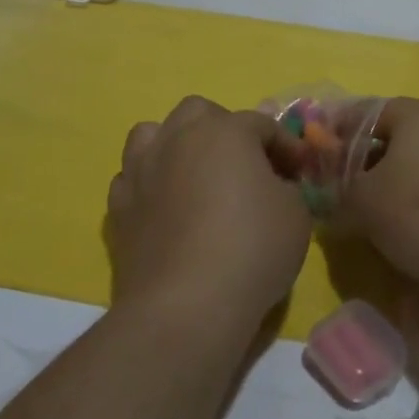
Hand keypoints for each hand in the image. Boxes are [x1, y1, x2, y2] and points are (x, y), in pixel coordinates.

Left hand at [105, 96, 313, 335]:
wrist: (185, 305)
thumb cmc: (251, 250)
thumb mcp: (296, 215)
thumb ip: (287, 187)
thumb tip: (274, 185)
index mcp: (225, 131)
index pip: (261, 124)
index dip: (285, 146)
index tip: (300, 171)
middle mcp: (178, 137)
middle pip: (199, 113)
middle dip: (223, 130)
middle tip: (244, 165)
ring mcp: (142, 169)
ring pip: (153, 134)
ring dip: (175, 145)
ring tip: (193, 174)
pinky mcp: (118, 206)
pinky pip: (133, 177)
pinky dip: (150, 184)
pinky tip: (165, 207)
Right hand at [335, 98, 418, 295]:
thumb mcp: (363, 202)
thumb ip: (340, 189)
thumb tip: (335, 191)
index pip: (370, 111)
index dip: (342, 131)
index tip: (323, 154)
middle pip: (402, 136)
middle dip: (373, 159)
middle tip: (350, 188)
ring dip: (403, 181)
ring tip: (384, 215)